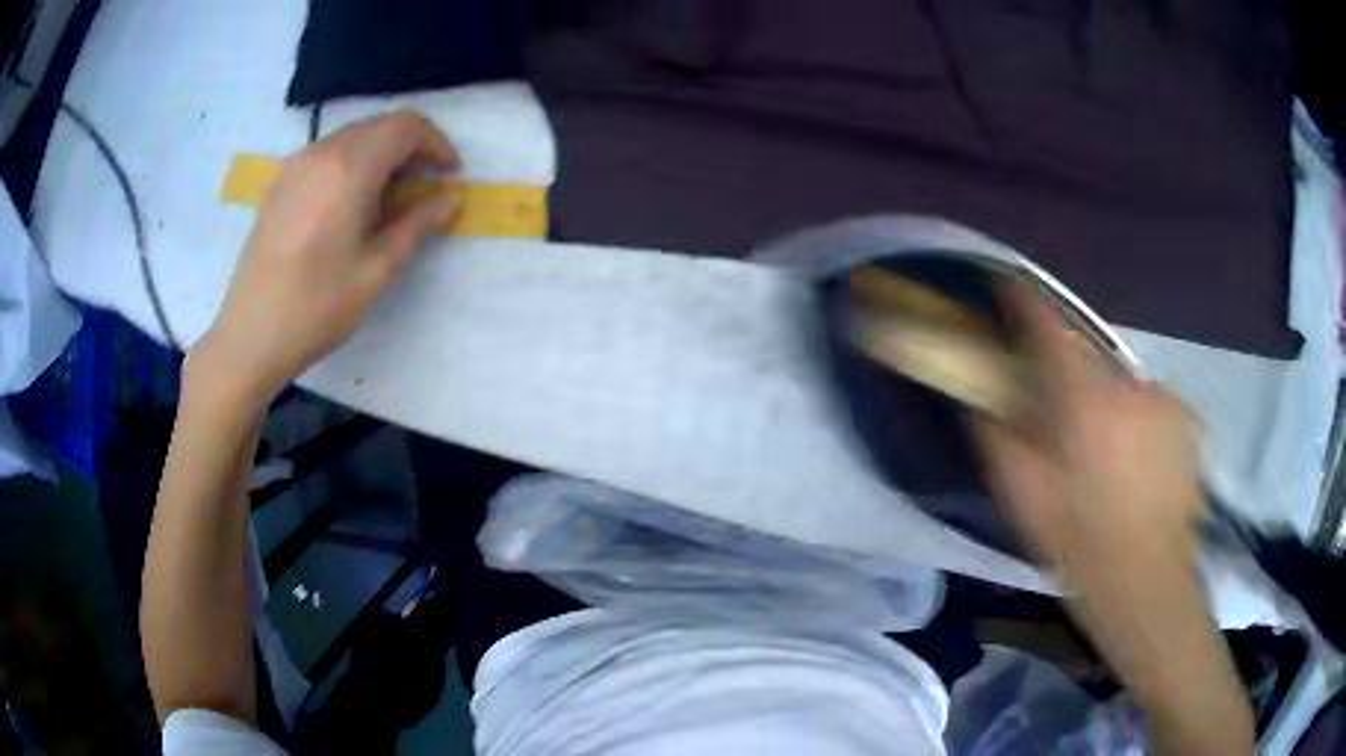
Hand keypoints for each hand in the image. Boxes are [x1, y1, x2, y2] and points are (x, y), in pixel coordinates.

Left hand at [194, 110, 461, 402]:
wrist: (250, 336)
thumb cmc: (316, 308)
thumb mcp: (376, 270)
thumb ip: (417, 225)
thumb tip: (452, 198)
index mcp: (349, 169)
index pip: (405, 126)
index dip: (436, 143)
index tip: (449, 175)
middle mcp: (321, 153)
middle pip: (379, 125)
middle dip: (411, 146)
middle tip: (424, 186)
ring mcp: (296, 165)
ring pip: (353, 136)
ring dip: (381, 153)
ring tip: (390, 196)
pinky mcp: (281, 182)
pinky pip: (327, 153)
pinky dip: (353, 162)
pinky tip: (352, 202)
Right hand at [973, 286, 1205, 571]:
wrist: (1145, 582)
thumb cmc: (1078, 543)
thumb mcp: (1023, 498)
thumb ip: (997, 437)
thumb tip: (980, 396)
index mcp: (1084, 402)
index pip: (1048, 329)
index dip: (1024, 302)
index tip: (1009, 288)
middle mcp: (1128, 386)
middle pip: (1089, 360)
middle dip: (1072, 379)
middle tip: (1067, 425)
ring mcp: (1165, 401)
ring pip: (1124, 388)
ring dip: (1110, 407)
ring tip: (1108, 458)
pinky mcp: (1188, 420)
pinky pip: (1153, 407)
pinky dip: (1142, 424)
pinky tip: (1141, 466)